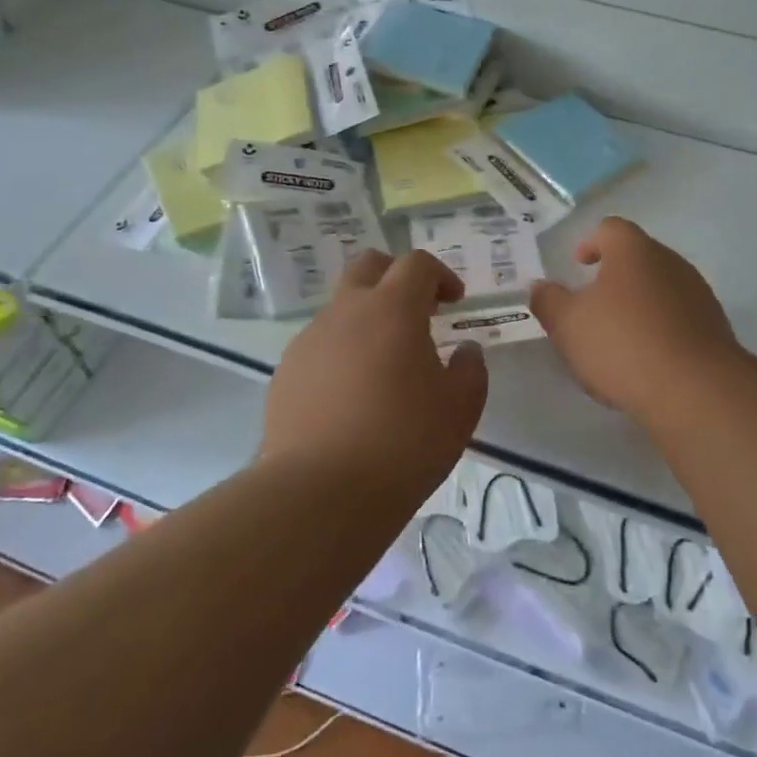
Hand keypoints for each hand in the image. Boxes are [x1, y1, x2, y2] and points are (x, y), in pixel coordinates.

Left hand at [261, 249, 488, 491]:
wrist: (320, 492)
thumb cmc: (404, 442)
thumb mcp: (461, 408)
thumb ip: (470, 369)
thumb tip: (465, 350)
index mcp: (392, 309)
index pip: (416, 263)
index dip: (440, 275)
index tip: (454, 302)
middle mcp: (345, 312)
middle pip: (368, 266)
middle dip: (396, 277)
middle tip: (417, 311)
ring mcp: (309, 340)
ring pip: (341, 309)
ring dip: (367, 320)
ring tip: (384, 368)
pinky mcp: (286, 373)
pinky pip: (320, 347)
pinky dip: (341, 354)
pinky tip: (351, 398)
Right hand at [530, 217, 743, 420]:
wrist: (695, 390)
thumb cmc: (622, 344)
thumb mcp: (568, 324)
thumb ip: (548, 301)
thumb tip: (540, 287)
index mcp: (634, 251)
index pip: (611, 229)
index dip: (591, 242)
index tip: (578, 265)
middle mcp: (670, 262)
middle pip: (638, 258)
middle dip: (614, 277)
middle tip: (592, 305)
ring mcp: (698, 295)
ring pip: (660, 289)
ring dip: (639, 305)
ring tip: (618, 338)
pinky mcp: (714, 328)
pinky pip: (679, 319)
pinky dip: (660, 330)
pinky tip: (646, 361)